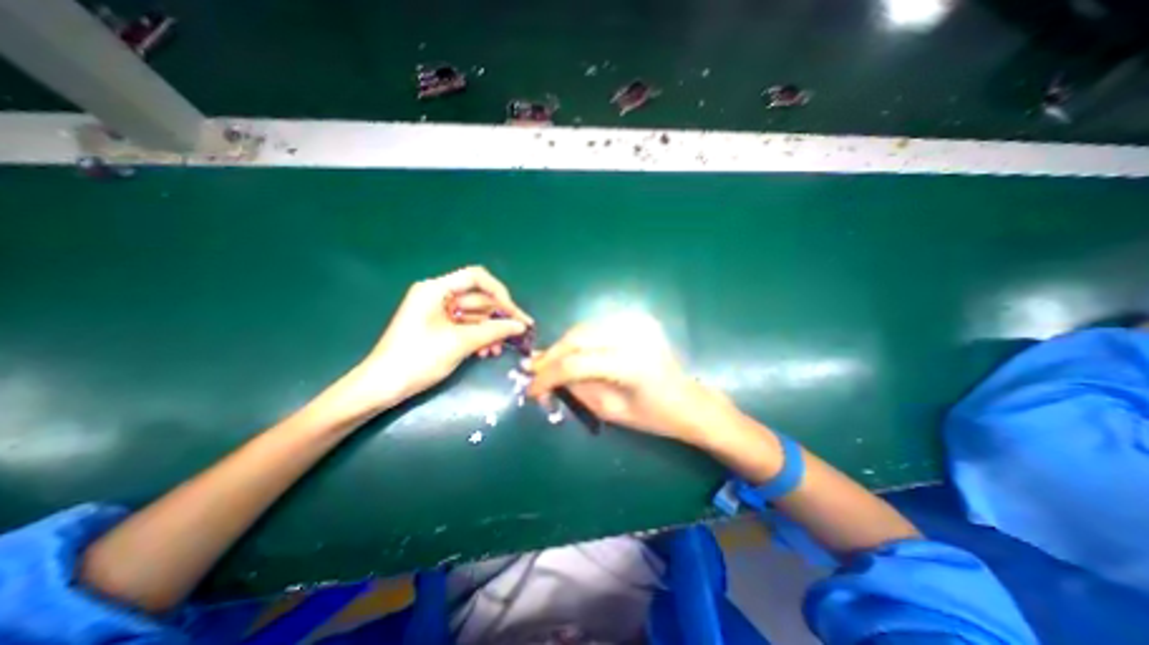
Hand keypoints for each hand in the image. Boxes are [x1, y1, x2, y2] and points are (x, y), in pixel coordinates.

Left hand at [344, 268, 533, 412]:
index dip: (499, 293)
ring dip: (489, 331)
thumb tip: (521, 325)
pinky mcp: (439, 328)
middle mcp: (438, 295)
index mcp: (437, 289)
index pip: (477, 278)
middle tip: (518, 334)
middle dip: (497, 317)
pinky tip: (486, 352)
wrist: (383, 386)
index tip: (514, 313)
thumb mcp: (460, 342)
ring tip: (497, 350)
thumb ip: (494, 330)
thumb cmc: (418, 358)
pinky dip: (478, 337)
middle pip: (478, 298)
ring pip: (474, 315)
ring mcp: (438, 312)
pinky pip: (466, 327)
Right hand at [527, 320, 724, 444]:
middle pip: (577, 338)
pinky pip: (597, 327)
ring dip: (563, 345)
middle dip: (552, 355)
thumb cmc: (653, 416)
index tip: (531, 389)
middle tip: (534, 369)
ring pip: (584, 328)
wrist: (688, 400)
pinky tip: (572, 352)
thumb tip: (549, 377)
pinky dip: (580, 339)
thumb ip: (578, 390)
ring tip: (549, 362)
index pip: (576, 363)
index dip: (549, 376)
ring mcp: (637, 323)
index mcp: (630, 364)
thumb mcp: (611, 411)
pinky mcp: (638, 320)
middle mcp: (632, 336)